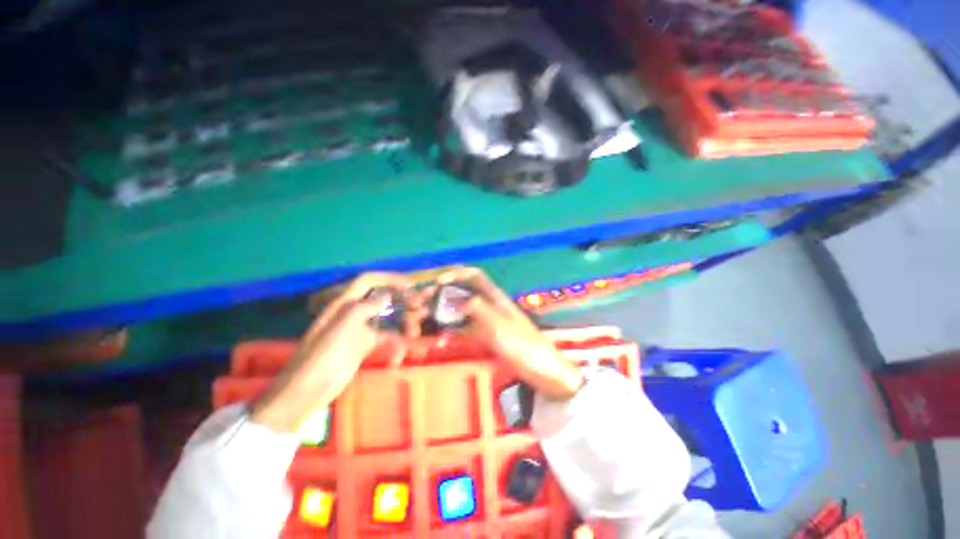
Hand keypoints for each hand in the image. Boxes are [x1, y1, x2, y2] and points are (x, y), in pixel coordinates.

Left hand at [251, 272, 412, 432]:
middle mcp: (354, 312)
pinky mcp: (365, 346)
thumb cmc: (323, 355)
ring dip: (404, 323)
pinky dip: (396, 343)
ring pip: (388, 319)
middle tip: (422, 311)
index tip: (410, 285)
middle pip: (383, 299)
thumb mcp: (343, 327)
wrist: (308, 391)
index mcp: (345, 303)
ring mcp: (360, 329)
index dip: (389, 278)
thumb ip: (365, 307)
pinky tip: (400, 355)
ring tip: (415, 334)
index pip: (369, 281)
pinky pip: (386, 338)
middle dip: (404, 303)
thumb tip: (386, 296)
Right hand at [436, 267, 583, 399]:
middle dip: (442, 294)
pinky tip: (440, 339)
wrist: (541, 370)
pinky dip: (451, 330)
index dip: (455, 274)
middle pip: (462, 291)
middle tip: (422, 304)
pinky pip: (464, 328)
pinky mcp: (485, 335)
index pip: (474, 275)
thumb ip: (478, 309)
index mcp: (494, 297)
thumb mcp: (499, 326)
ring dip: (443, 312)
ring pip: (460, 309)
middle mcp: (488, 304)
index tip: (437, 283)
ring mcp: (486, 320)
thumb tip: (455, 298)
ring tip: (424, 320)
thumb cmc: (523, 346)